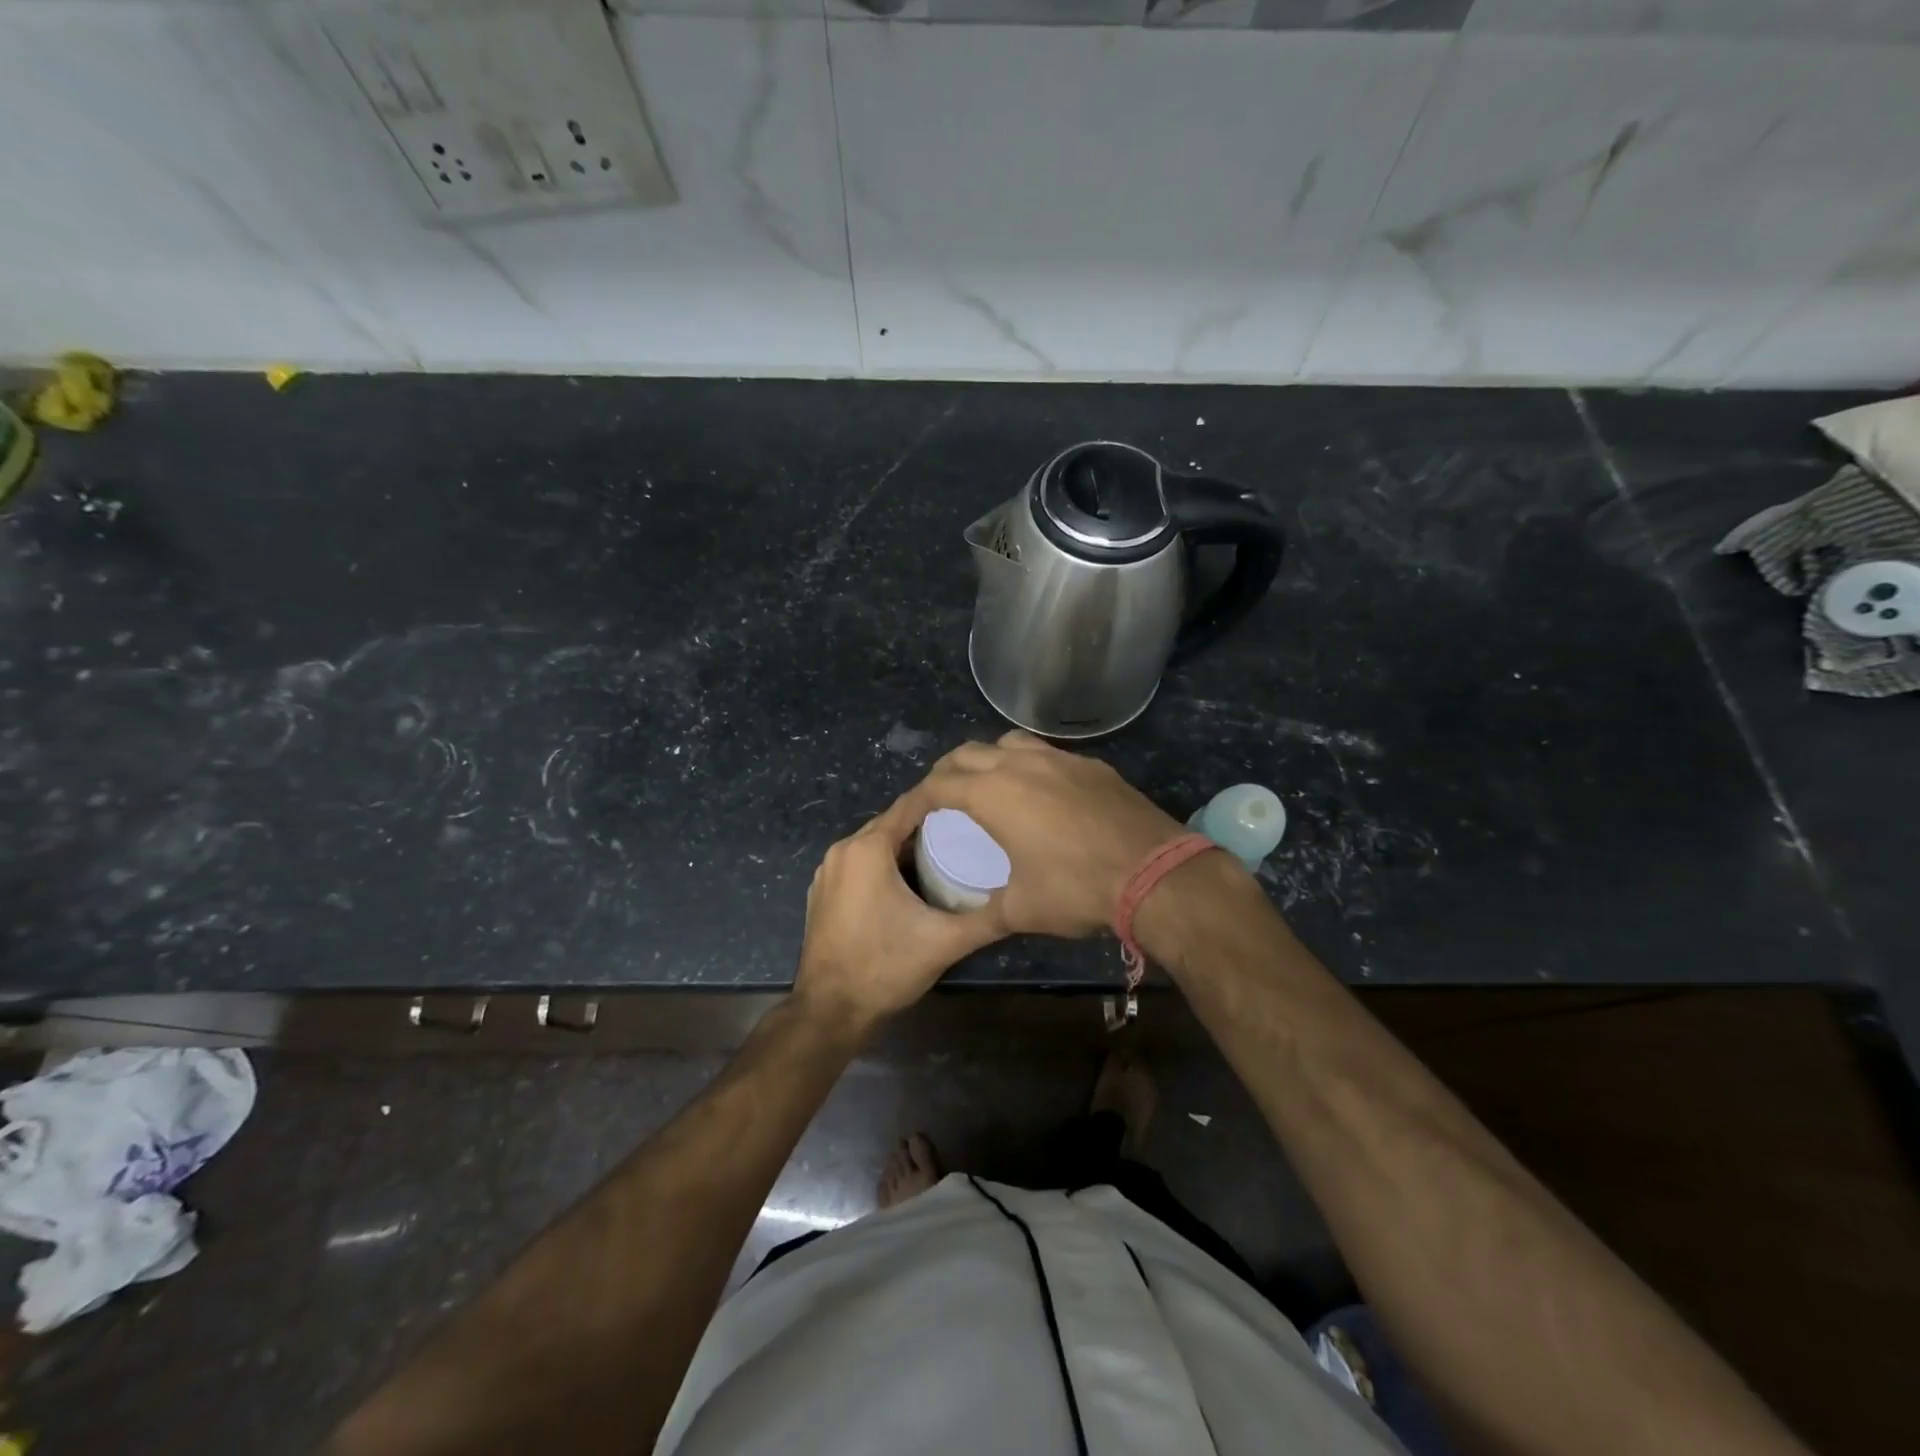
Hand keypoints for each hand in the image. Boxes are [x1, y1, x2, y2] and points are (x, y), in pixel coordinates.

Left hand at [791, 789, 1005, 1034]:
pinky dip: (882, 866)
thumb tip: (1024, 903)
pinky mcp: (821, 892)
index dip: (941, 802)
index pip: (909, 806)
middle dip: (925, 827)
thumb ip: (987, 919)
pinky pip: (857, 864)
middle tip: (965, 834)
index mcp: (867, 849)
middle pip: (890, 824)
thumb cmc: (885, 967)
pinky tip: (908, 884)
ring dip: (903, 848)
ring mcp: (826, 872)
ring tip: (943, 856)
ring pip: (873, 845)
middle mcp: (842, 850)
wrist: (830, 1011)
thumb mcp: (944, 942)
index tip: (972, 806)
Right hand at [917, 732, 1183, 938]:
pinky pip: (1046, 754)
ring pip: (1008, 743)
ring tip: (987, 786)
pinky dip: (1028, 765)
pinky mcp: (1092, 765)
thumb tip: (974, 920)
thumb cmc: (1078, 890)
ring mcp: (1060, 759)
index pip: (937, 786)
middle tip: (941, 800)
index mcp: (993, 794)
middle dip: (945, 774)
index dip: (915, 801)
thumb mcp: (1022, 910)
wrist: (1155, 874)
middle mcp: (1021, 765)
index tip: (908, 818)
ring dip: (987, 760)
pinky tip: (1041, 794)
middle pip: (966, 754)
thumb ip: (988, 911)